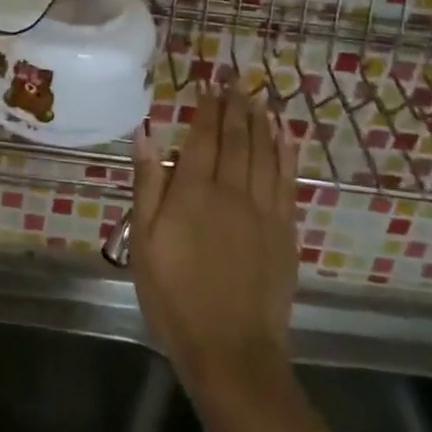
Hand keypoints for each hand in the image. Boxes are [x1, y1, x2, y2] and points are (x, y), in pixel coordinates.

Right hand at [131, 88, 297, 396]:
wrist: (231, 352)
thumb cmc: (175, 298)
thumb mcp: (144, 243)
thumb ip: (147, 185)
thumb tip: (146, 133)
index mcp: (194, 192)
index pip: (203, 137)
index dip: (206, 107)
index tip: (208, 83)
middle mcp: (232, 190)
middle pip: (236, 137)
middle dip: (234, 104)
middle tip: (233, 79)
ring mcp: (264, 210)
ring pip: (264, 151)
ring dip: (260, 120)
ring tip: (257, 96)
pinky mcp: (285, 230)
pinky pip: (287, 179)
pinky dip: (286, 151)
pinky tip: (284, 134)